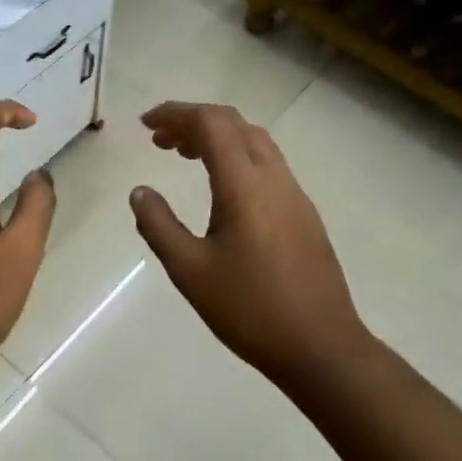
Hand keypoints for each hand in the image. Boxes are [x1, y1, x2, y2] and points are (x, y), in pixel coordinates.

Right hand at [130, 102, 372, 386]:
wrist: (321, 347)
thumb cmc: (250, 309)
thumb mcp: (190, 271)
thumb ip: (159, 226)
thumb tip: (140, 192)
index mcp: (244, 185)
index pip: (210, 123)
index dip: (175, 113)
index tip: (145, 124)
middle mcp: (274, 178)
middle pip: (234, 124)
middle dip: (194, 122)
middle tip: (159, 140)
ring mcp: (295, 195)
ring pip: (255, 143)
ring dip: (218, 139)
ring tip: (185, 157)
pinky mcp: (305, 214)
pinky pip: (268, 165)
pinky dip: (238, 158)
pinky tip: (222, 190)